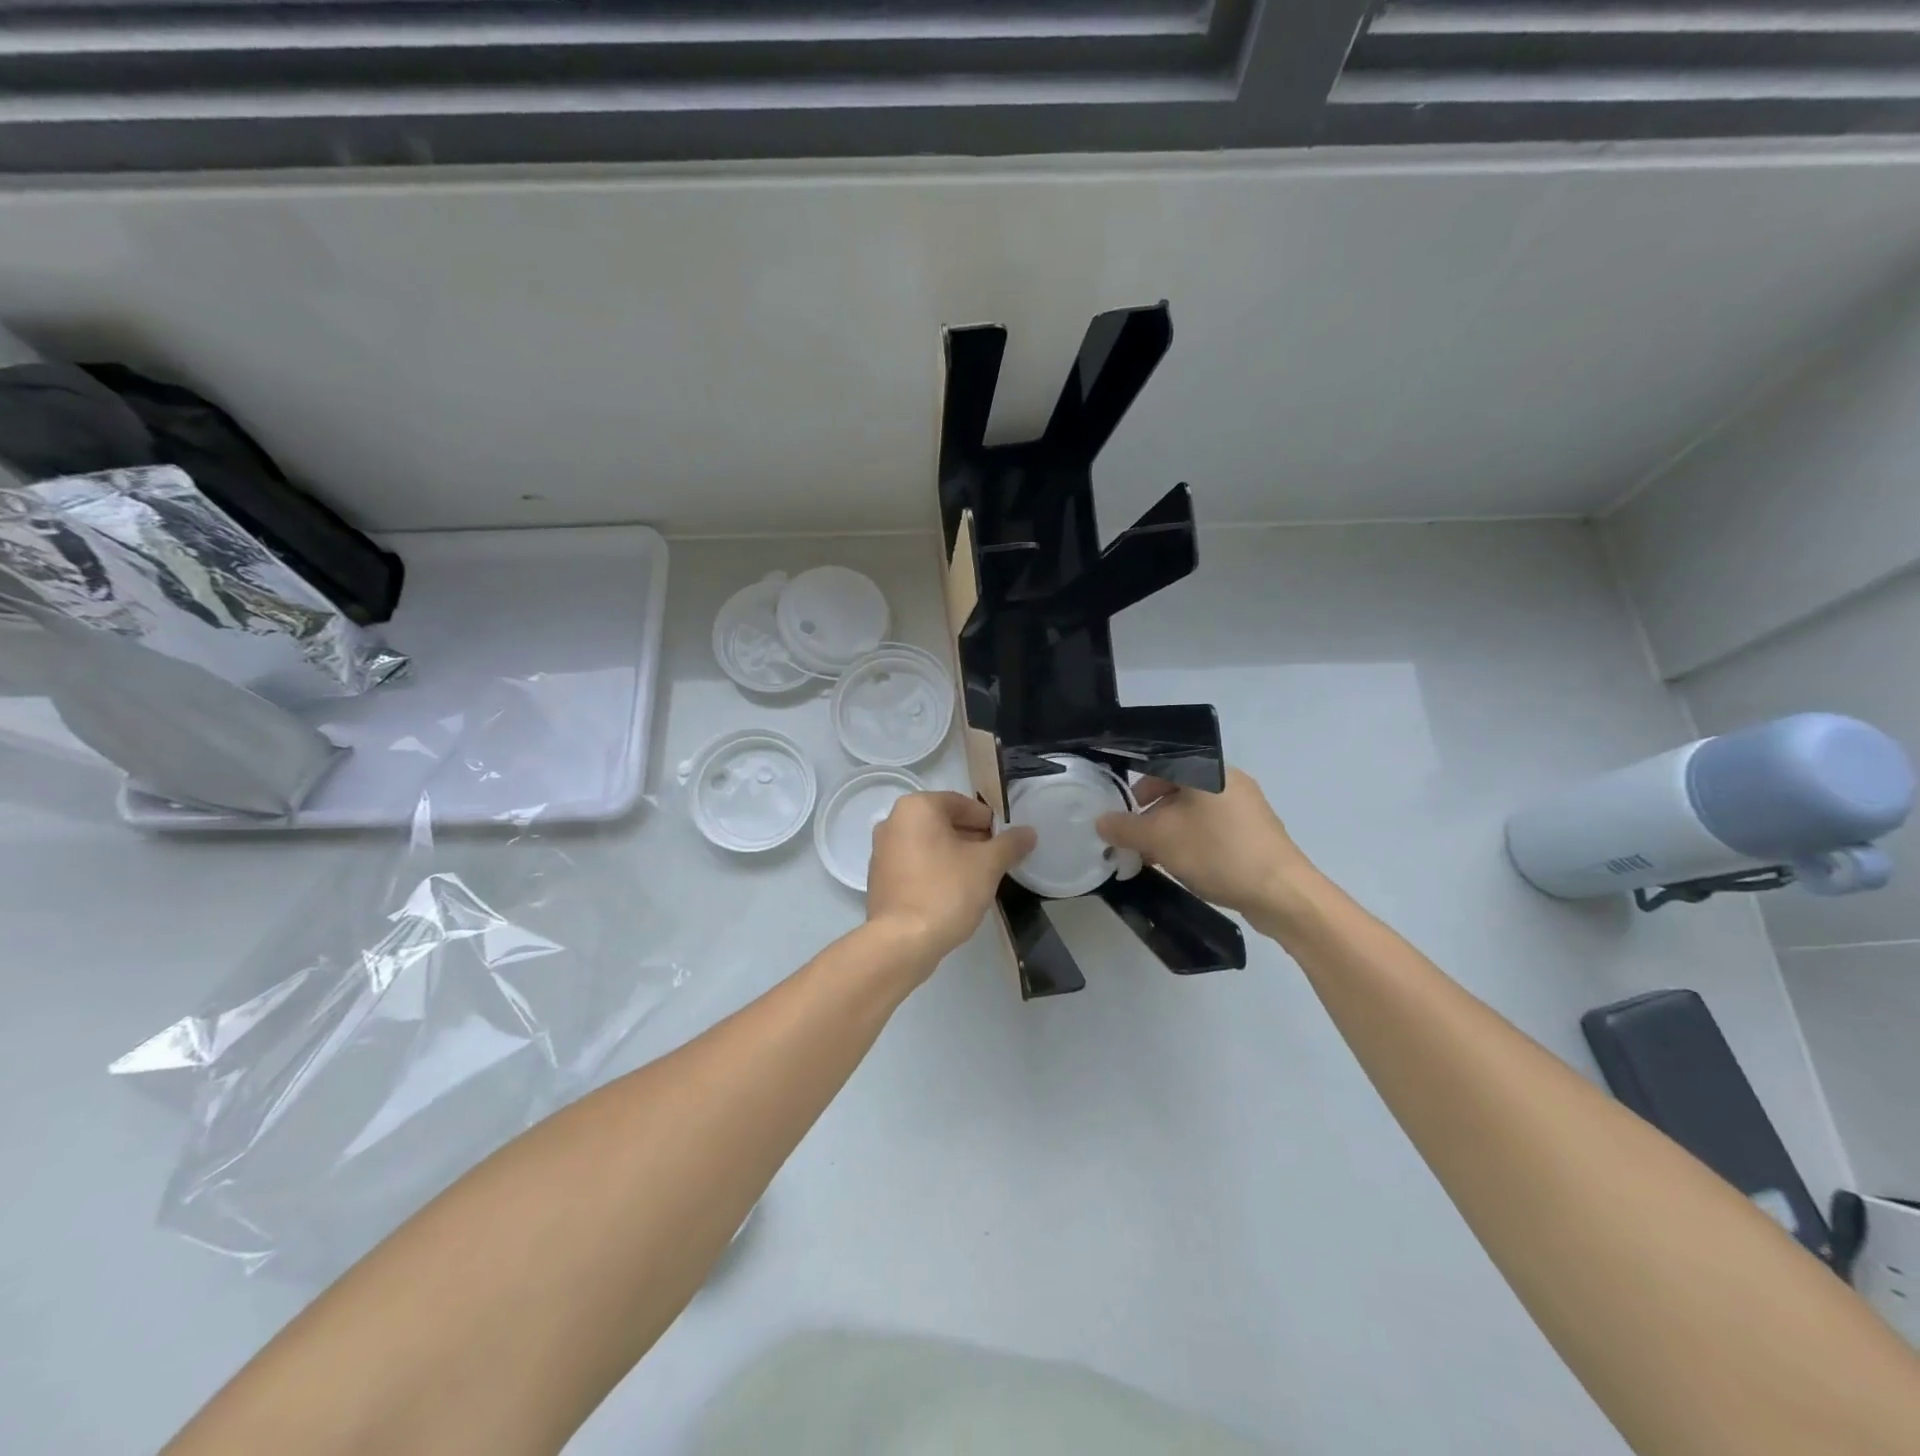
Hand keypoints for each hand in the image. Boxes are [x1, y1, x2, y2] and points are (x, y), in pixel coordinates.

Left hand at [866, 792, 1035, 969]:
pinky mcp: (879, 879)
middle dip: (972, 839)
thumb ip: (1010, 844)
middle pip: (943, 822)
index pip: (962, 804)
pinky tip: (952, 893)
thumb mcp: (988, 865)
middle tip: (996, 861)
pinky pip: (914, 865)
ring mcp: (881, 851)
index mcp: (917, 807)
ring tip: (978, 879)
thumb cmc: (946, 891)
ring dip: (954, 856)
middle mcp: (893, 821)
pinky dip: (934, 871)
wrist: (902, 941)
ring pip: (929, 844)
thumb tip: (1028, 832)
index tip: (1006, 843)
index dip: (989, 822)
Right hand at [1095, 766, 1312, 917]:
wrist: (1282, 892)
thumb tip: (1101, 822)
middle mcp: (1228, 779)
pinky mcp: (1255, 831)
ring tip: (1153, 857)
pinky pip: (1212, 827)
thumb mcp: (1160, 839)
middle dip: (1149, 814)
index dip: (1134, 787)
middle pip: (1176, 788)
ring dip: (1168, 830)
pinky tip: (1182, 865)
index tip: (1120, 813)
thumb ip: (1125, 828)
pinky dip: (1192, 840)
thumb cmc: (1217, 852)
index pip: (1160, 763)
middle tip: (1133, 838)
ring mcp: (1245, 806)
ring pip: (1193, 811)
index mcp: (1207, 769)